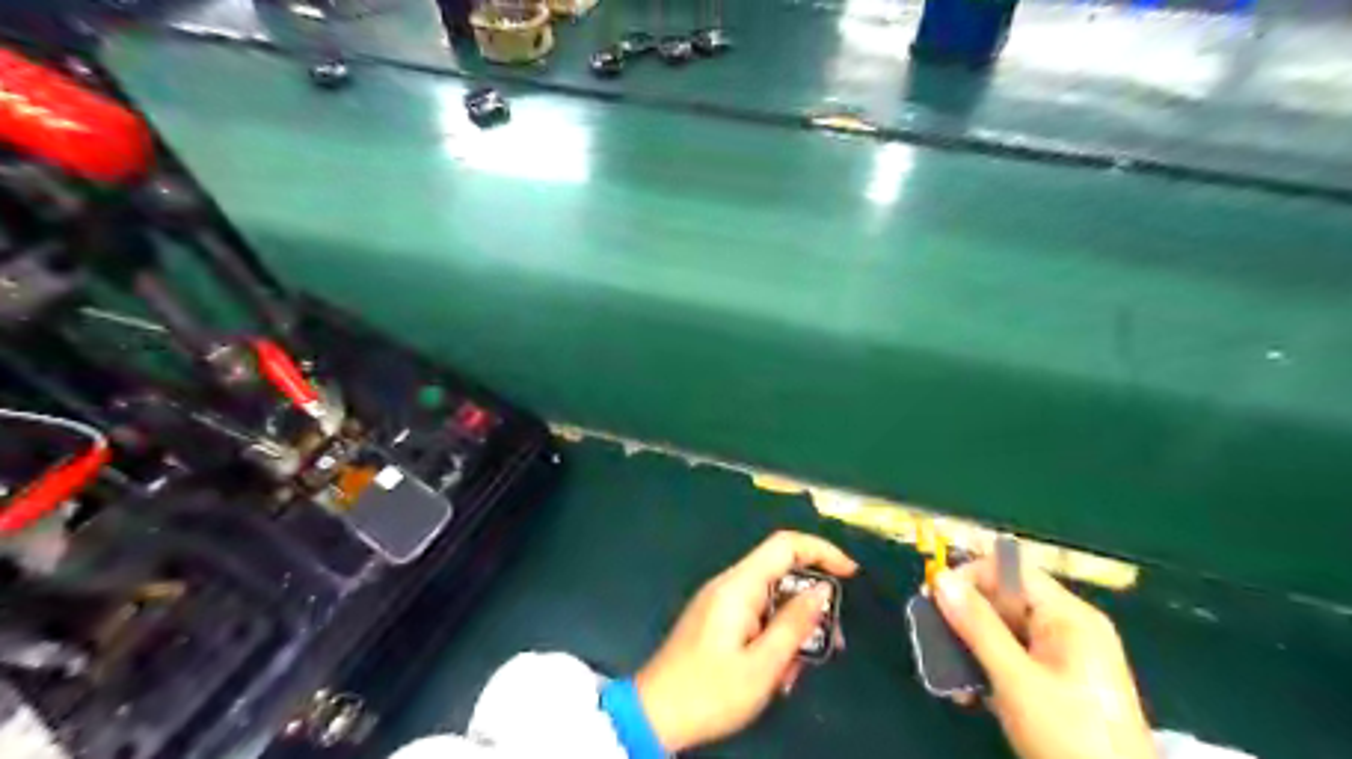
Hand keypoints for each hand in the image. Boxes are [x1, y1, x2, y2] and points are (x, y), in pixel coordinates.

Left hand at [635, 530, 853, 756]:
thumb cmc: (710, 692)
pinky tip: (776, 673)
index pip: (785, 545)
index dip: (821, 550)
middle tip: (830, 643)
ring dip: (792, 630)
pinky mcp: (716, 620)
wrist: (654, 715)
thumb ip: (794, 624)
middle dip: (810, 605)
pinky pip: (756, 616)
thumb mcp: (762, 665)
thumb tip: (822, 591)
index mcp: (738, 586)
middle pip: (781, 574)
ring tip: (795, 672)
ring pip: (771, 599)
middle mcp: (729, 585)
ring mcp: (721, 602)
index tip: (850, 574)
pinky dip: (773, 637)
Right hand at [937, 557, 1154, 757]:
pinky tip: (968, 694)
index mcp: (1069, 617)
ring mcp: (1065, 658)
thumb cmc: (1068, 735)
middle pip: (1005, 601)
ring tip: (945, 673)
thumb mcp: (1015, 679)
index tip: (933, 598)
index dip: (970, 576)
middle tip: (931, 637)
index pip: (1011, 571)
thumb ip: (977, 626)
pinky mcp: (1058, 685)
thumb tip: (940, 579)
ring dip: (971, 648)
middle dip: (965, 617)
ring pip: (1004, 632)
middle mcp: (1069, 628)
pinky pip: (1013, 659)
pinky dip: (988, 670)